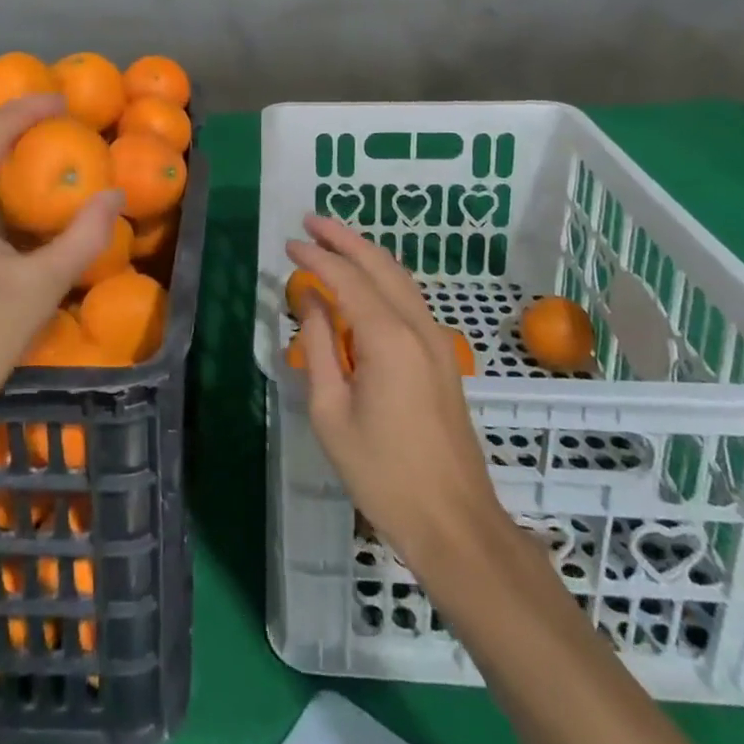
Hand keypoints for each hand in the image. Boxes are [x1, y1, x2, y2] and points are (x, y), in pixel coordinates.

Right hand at [287, 215, 505, 569]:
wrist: (455, 522)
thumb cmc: (383, 473)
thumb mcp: (332, 412)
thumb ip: (319, 346)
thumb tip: (310, 299)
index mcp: (388, 338)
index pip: (346, 278)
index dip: (316, 256)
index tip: (288, 243)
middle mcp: (418, 327)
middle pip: (380, 265)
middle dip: (344, 238)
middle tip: (310, 221)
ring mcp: (437, 340)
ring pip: (400, 278)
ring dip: (365, 254)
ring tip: (332, 239)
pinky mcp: (443, 357)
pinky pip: (409, 299)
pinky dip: (382, 278)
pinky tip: (363, 281)